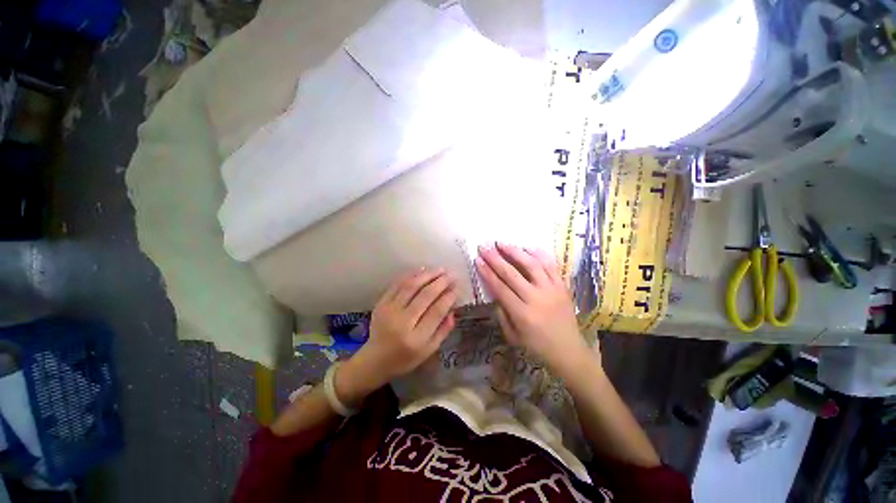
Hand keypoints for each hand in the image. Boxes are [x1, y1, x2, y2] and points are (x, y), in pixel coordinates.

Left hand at [337, 268, 457, 403]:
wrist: (375, 359)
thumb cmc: (405, 358)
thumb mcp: (429, 351)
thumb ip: (443, 331)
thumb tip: (453, 310)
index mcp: (416, 339)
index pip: (437, 311)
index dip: (449, 297)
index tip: (457, 287)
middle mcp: (402, 323)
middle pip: (425, 296)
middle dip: (441, 282)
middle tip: (451, 274)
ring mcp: (389, 311)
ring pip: (411, 286)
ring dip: (427, 275)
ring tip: (440, 269)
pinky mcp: (381, 303)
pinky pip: (397, 285)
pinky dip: (411, 275)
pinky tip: (422, 270)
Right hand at [475, 243, 593, 372]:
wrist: (569, 351)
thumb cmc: (536, 346)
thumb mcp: (512, 336)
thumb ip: (501, 313)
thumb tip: (495, 292)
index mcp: (522, 314)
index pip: (500, 287)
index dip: (487, 272)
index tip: (478, 260)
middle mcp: (537, 299)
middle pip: (512, 273)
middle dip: (495, 258)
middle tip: (484, 246)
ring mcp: (552, 290)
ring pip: (531, 265)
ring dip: (515, 252)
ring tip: (502, 243)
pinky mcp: (563, 287)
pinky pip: (551, 266)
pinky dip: (539, 254)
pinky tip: (528, 247)